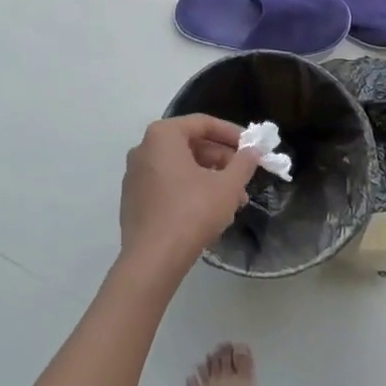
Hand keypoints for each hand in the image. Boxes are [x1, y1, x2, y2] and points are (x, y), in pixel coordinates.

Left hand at [119, 115, 261, 278]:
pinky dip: (190, 190)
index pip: (203, 123)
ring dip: (209, 177)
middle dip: (221, 160)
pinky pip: (167, 184)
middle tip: (244, 176)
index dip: (231, 134)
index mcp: (163, 135)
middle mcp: (144, 148)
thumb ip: (243, 163)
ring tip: (233, 200)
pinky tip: (210, 210)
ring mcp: (135, 175)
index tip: (251, 147)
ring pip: (180, 167)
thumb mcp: (227, 187)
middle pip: (191, 145)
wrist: (152, 262)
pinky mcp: (133, 199)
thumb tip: (253, 151)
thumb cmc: (191, 213)